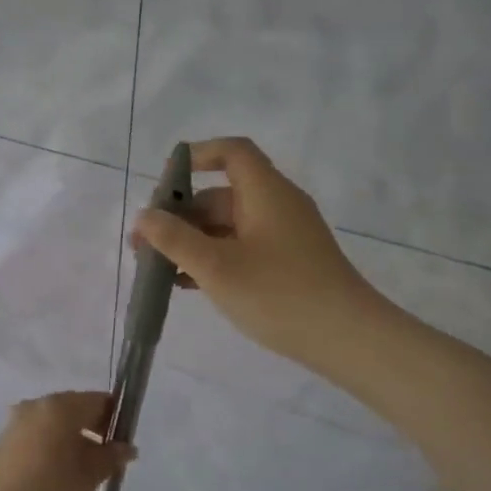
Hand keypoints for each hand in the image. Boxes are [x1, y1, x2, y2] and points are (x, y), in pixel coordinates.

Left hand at [0, 392, 129, 490]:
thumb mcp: (86, 479)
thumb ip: (109, 458)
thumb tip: (126, 447)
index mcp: (59, 406)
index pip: (99, 401)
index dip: (115, 420)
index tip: (123, 447)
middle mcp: (35, 406)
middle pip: (75, 409)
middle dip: (94, 432)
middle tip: (107, 466)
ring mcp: (15, 423)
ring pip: (54, 426)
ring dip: (72, 443)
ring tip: (82, 478)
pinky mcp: (1, 444)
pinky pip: (36, 438)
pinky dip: (51, 451)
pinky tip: (56, 482)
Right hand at [132, 137, 375, 369]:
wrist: (347, 338)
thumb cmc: (278, 293)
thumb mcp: (217, 266)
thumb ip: (175, 239)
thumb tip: (145, 216)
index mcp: (266, 192)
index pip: (233, 152)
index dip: (197, 156)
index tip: (164, 182)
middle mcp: (277, 206)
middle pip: (222, 195)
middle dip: (181, 215)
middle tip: (144, 243)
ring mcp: (285, 237)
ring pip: (229, 226)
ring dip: (193, 241)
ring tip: (158, 269)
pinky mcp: (289, 264)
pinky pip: (243, 248)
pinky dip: (215, 258)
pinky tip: (188, 284)